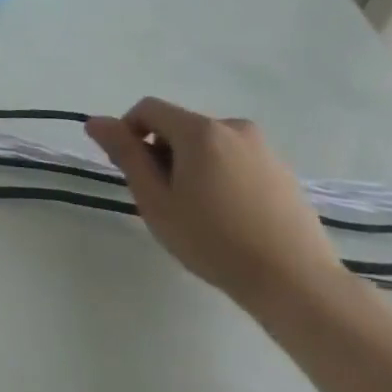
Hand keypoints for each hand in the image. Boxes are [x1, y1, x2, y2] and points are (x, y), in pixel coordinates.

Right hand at [86, 97, 343, 311]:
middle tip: (162, 198)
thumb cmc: (212, 240)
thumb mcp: (155, 199)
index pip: (148, 109)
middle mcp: (234, 128)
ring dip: (190, 165)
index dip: (128, 132)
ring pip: (207, 145)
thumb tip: (96, 121)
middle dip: (161, 152)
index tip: (131, 172)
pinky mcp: (283, 171)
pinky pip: (235, 160)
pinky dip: (219, 176)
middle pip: (179, 126)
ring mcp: (264, 149)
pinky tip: (227, 216)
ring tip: (196, 211)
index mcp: (200, 131)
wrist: (295, 281)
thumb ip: (125, 154)